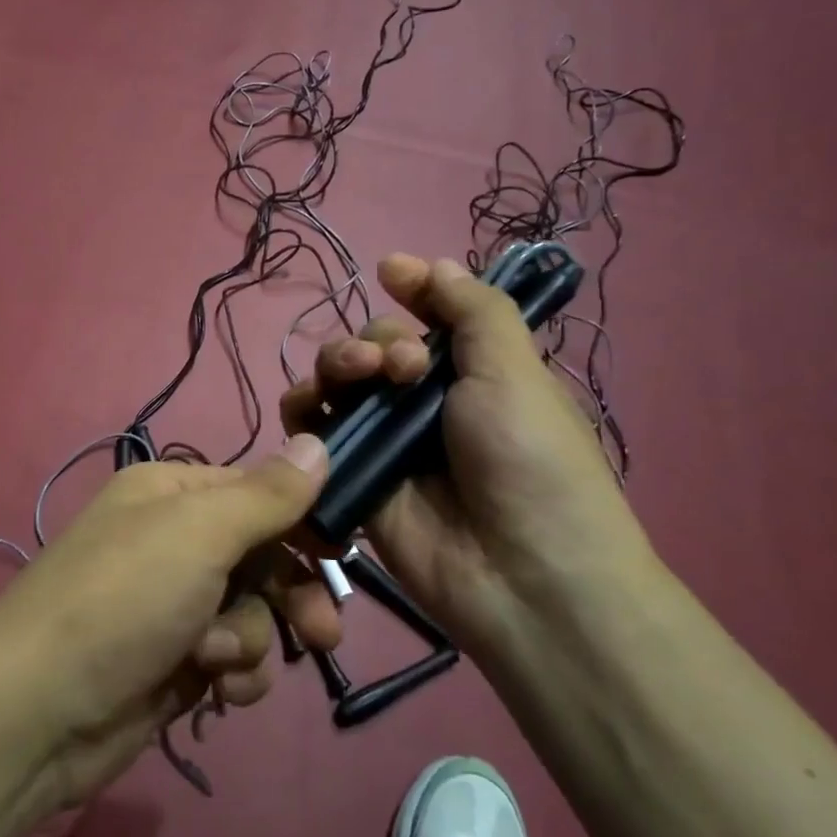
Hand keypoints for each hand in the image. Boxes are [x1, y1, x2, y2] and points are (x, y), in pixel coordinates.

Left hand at [0, 437, 340, 805]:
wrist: (39, 713)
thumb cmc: (124, 600)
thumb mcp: (200, 532)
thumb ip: (268, 494)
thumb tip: (317, 442)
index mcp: (172, 493)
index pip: (258, 492)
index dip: (303, 520)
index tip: (342, 552)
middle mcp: (172, 541)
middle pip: (262, 556)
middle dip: (291, 594)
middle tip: (323, 632)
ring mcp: (173, 604)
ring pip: (253, 612)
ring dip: (249, 639)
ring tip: (217, 660)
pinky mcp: (174, 662)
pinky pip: (233, 659)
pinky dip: (233, 675)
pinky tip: (214, 692)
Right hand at [281, 254, 656, 641]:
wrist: (522, 576)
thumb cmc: (531, 461)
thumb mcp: (516, 370)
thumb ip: (473, 310)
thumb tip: (430, 261)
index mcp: (472, 373)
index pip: (428, 317)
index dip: (409, 291)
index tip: (390, 272)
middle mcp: (425, 403)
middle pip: (371, 347)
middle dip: (374, 340)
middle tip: (399, 367)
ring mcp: (386, 443)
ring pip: (336, 384)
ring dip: (335, 365)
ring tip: (356, 379)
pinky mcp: (353, 479)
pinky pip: (314, 435)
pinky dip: (306, 415)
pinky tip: (313, 411)